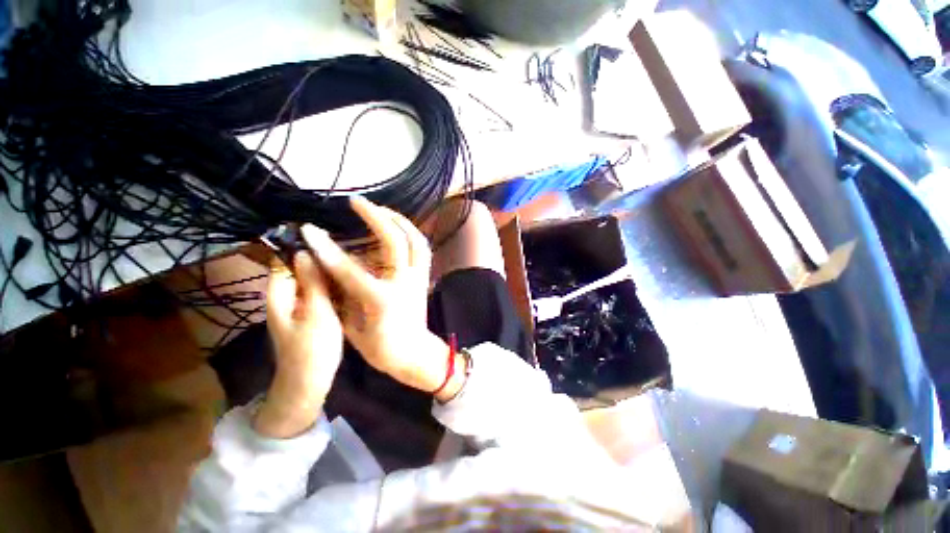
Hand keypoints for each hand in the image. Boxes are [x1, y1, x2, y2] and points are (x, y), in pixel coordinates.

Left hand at [254, 253, 343, 438]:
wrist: (308, 384)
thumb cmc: (311, 350)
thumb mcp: (316, 313)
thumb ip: (312, 283)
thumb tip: (307, 251)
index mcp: (280, 293)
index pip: (285, 258)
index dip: (303, 245)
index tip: (328, 235)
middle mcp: (286, 295)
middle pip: (300, 267)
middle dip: (320, 257)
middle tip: (348, 247)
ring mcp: (300, 305)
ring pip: (312, 279)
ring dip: (328, 270)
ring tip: (352, 259)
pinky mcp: (312, 312)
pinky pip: (320, 291)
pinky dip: (331, 283)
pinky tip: (350, 280)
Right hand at [301, 197, 465, 401]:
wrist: (412, 352)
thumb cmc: (377, 346)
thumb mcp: (350, 324)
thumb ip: (338, 291)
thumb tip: (323, 262)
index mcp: (380, 301)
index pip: (350, 270)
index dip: (327, 249)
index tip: (309, 230)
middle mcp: (404, 284)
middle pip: (394, 243)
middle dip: (375, 217)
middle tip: (357, 202)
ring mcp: (418, 278)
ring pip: (415, 240)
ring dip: (398, 220)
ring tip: (380, 208)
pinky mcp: (425, 276)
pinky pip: (422, 248)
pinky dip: (411, 232)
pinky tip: (399, 225)